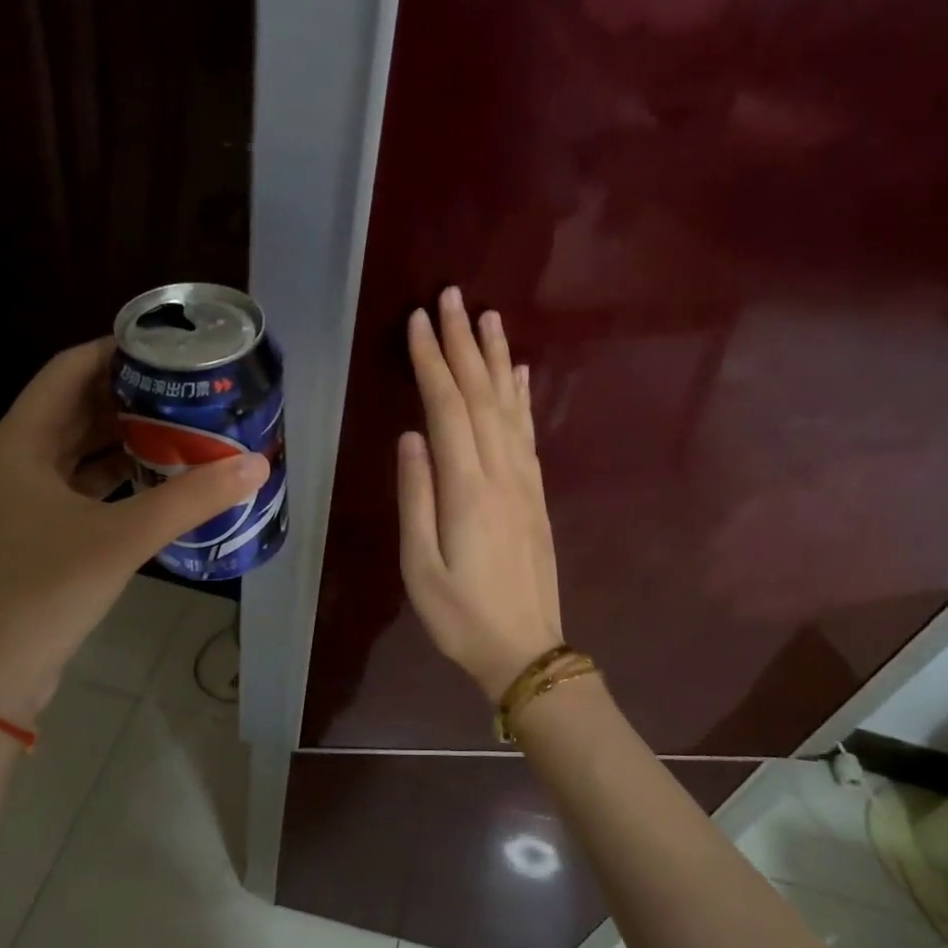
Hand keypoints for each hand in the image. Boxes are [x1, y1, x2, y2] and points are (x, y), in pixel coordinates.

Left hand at [0, 338, 269, 723]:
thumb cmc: (45, 591)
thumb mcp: (122, 538)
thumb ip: (190, 499)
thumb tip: (254, 464)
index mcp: (19, 443)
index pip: (68, 371)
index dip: (114, 350)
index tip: (167, 347)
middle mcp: (16, 459)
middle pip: (76, 407)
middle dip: (130, 394)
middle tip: (189, 389)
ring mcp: (24, 498)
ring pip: (80, 448)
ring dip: (126, 436)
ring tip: (184, 425)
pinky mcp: (39, 530)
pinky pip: (83, 484)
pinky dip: (118, 474)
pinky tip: (160, 477)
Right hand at [398, 286, 563, 698]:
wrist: (526, 650)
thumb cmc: (461, 616)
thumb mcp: (421, 566)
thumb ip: (416, 497)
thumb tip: (411, 437)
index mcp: (467, 489)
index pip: (448, 408)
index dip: (433, 362)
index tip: (419, 320)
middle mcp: (502, 474)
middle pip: (482, 396)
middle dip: (464, 344)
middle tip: (453, 297)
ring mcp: (525, 483)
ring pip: (510, 407)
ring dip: (498, 359)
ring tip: (489, 318)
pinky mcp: (536, 496)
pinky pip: (528, 434)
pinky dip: (522, 398)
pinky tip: (520, 375)